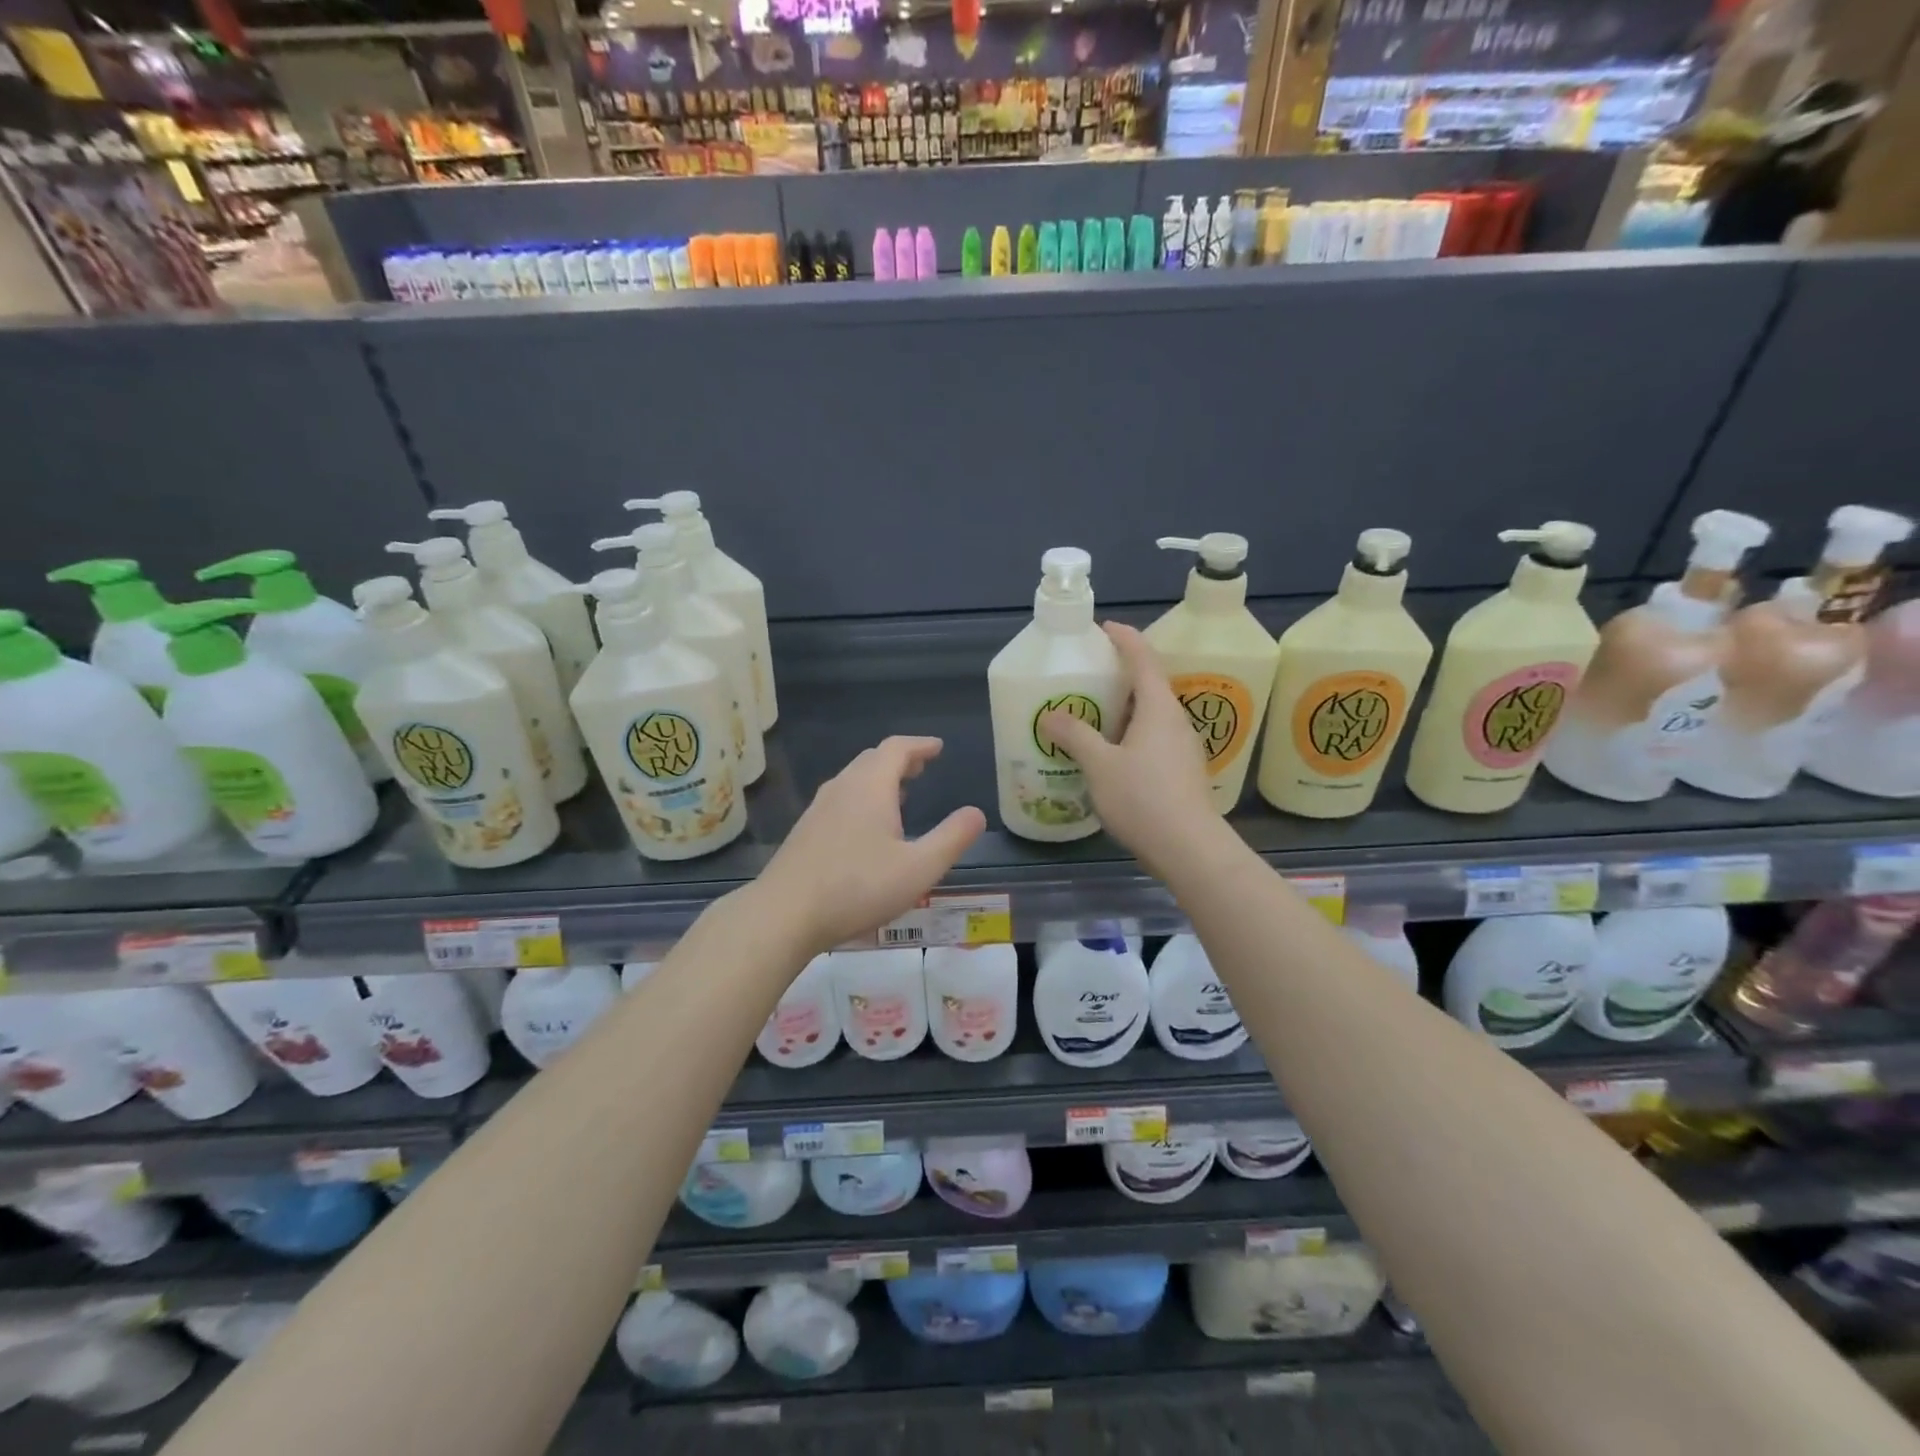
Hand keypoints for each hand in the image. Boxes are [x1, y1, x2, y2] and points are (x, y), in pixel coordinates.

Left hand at [758, 736, 986, 955]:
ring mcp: (819, 809)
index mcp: (870, 787)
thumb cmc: (857, 888)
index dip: (920, 745)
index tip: (938, 747)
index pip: (897, 748)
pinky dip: (862, 797)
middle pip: (873, 760)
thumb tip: (976, 813)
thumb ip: (952, 838)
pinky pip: (840, 799)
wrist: (784, 914)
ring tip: (900, 794)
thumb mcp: (919, 868)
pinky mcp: (805, 831)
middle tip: (921, 768)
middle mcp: (842, 788)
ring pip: (854, 779)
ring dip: (879, 779)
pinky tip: (867, 828)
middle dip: (900, 760)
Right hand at [1041, 623, 1228, 879]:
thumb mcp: (1099, 764)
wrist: (1189, 848)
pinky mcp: (1181, 771)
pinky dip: (1130, 734)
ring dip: (1124, 709)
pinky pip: (1153, 739)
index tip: (1104, 628)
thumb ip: (1075, 735)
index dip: (1125, 639)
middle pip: (1149, 686)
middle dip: (1120, 676)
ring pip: (1151, 716)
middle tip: (1088, 676)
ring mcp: (1182, 748)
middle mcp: (1175, 721)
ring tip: (1092, 715)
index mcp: (1158, 708)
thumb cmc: (1143, 798)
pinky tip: (1110, 754)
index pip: (1143, 659)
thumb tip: (1050, 714)